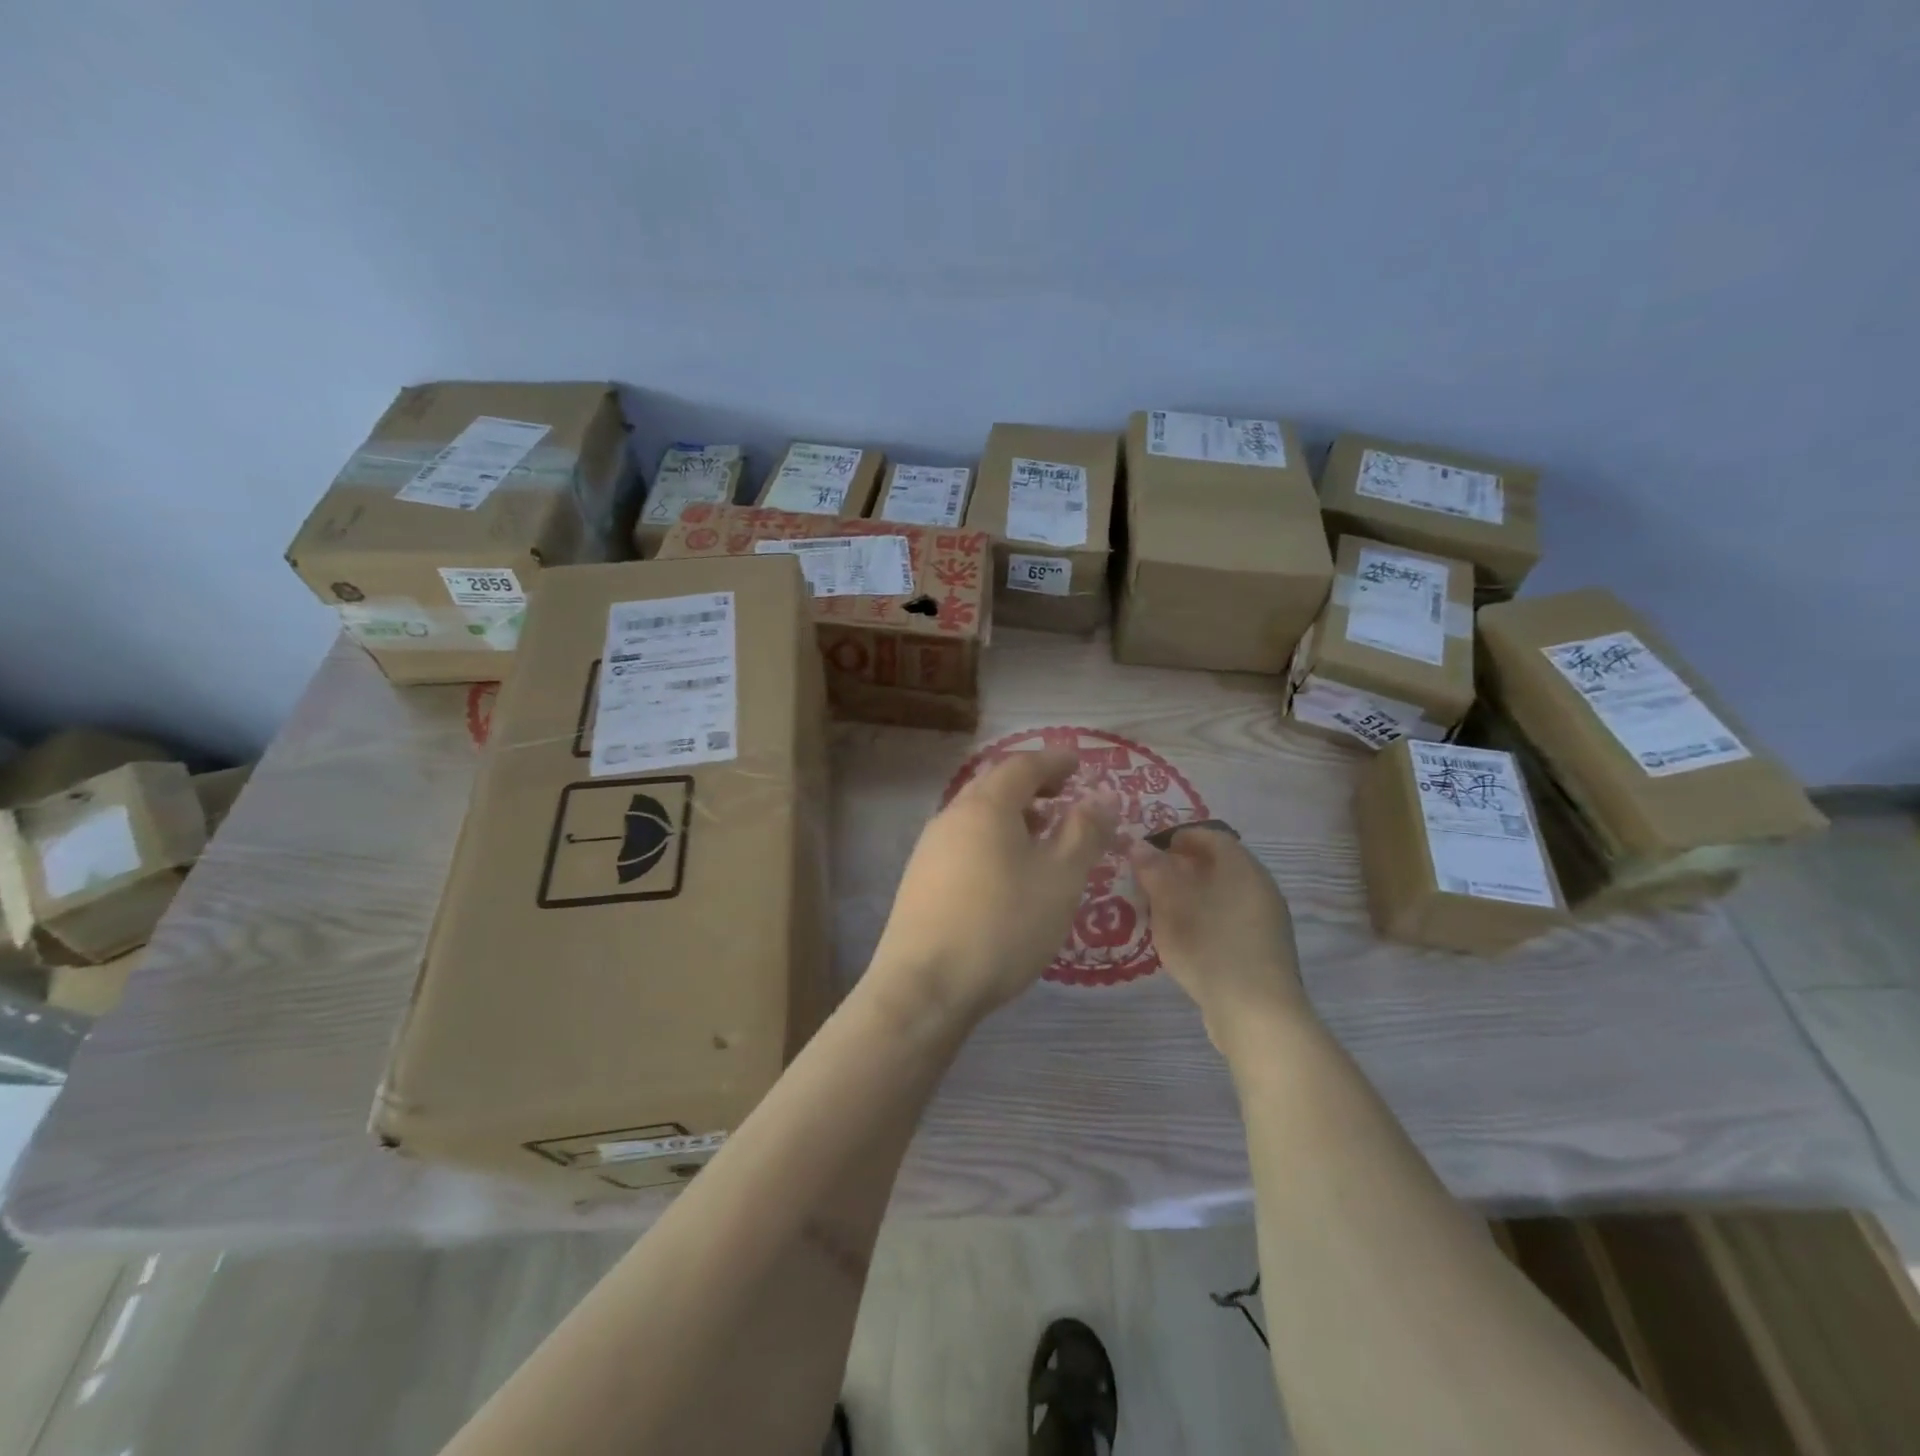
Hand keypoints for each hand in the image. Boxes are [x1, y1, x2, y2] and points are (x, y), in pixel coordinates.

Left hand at [867, 748, 1118, 1028]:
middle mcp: (951, 816)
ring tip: (1042, 836)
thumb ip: (1084, 833)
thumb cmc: (1003, 925)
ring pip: (977, 815)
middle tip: (1063, 795)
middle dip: (1032, 785)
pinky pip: (965, 842)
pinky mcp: (920, 879)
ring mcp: (930, 848)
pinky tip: (1007, 872)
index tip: (1079, 763)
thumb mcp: (1060, 879)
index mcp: (986, 806)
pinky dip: (993, 840)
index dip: (1054, 760)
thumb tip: (1101, 797)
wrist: (925, 985)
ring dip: (1012, 815)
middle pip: (995, 785)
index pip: (1023, 765)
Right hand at [1129, 827, 1307, 1051]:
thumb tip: (1139, 846)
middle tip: (1152, 880)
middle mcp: (1260, 886)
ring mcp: (1267, 919)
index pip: (1212, 836)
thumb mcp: (1170, 905)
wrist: (1257, 1012)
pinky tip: (1188, 938)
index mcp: (1242, 867)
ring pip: (1226, 892)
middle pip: (1220, 864)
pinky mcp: (1265, 949)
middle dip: (1184, 867)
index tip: (1152, 851)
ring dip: (1195, 894)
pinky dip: (1208, 917)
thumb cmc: (1210, 946)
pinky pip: (1232, 918)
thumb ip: (1153, 871)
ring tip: (1163, 910)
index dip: (1180, 837)